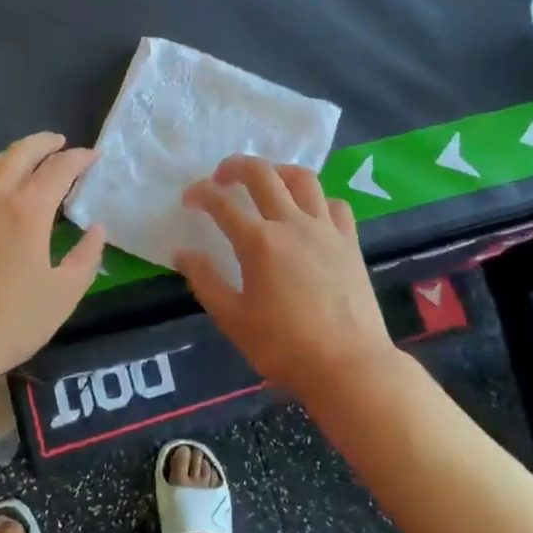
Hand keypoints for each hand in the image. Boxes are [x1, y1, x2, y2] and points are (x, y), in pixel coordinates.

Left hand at [0, 132, 105, 381]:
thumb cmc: (8, 323)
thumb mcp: (63, 296)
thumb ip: (85, 258)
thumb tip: (96, 229)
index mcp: (27, 211)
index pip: (58, 169)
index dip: (79, 158)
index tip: (94, 156)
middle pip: (19, 154)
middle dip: (44, 143)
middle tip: (60, 143)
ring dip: (11, 154)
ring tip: (24, 158)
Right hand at [176, 156, 397, 394]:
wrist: (349, 365)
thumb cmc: (284, 346)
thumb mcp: (233, 319)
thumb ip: (205, 280)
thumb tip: (183, 253)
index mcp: (259, 242)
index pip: (222, 202)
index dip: (200, 193)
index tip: (189, 200)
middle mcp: (292, 223)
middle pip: (262, 174)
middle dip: (236, 166)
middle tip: (222, 177)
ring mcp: (326, 229)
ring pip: (303, 178)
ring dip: (278, 171)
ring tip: (267, 182)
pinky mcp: (350, 242)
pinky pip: (335, 204)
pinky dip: (317, 199)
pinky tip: (309, 213)